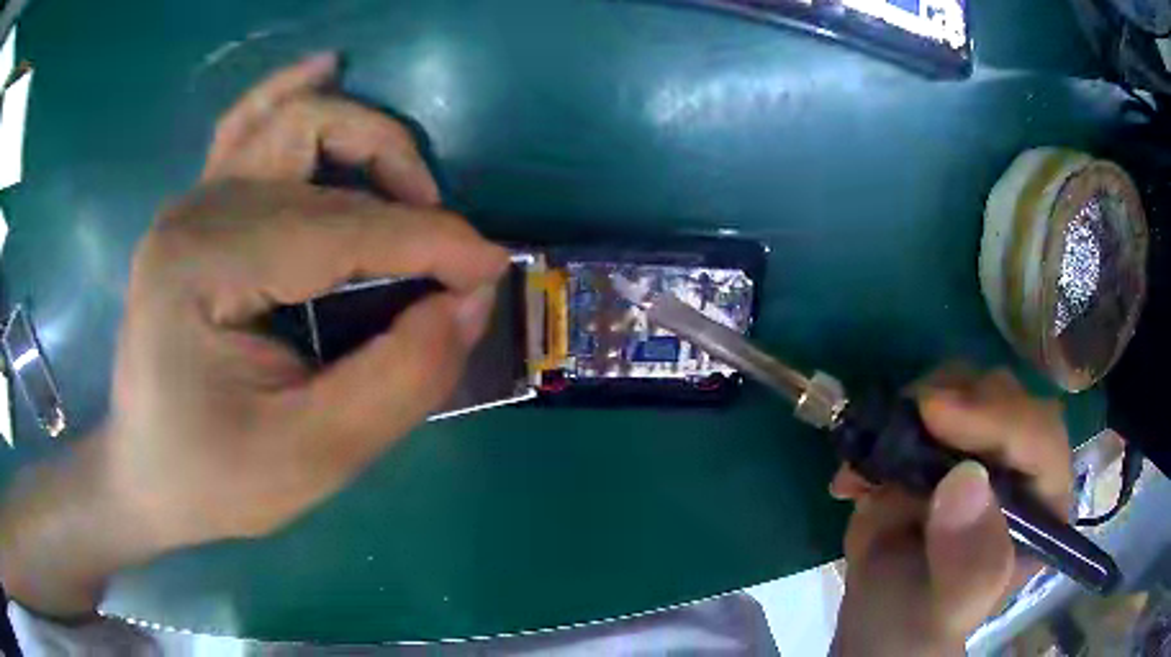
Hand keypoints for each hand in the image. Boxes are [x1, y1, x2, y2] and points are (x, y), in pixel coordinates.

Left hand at [0, 53, 508, 617]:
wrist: (146, 477)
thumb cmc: (214, 479)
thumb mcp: (313, 459)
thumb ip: (399, 378)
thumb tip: (467, 300)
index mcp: (204, 263)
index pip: (341, 227)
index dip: (431, 242)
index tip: (494, 269)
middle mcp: (196, 209)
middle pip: (320, 149)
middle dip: (402, 191)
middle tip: (442, 256)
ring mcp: (192, 200)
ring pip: (293, 117)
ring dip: (363, 139)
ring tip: (408, 189)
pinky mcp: (197, 210)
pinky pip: (249, 124)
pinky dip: (295, 93)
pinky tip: (327, 70)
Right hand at [830, 366, 1072, 655]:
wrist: (878, 623)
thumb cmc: (922, 625)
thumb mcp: (949, 609)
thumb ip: (969, 562)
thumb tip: (965, 481)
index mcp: (1042, 505)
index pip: (1041, 438)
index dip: (999, 418)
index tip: (938, 416)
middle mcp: (1019, 466)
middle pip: (1005, 397)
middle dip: (957, 401)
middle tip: (908, 421)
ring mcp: (978, 449)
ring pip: (963, 387)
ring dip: (913, 409)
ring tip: (873, 460)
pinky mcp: (937, 446)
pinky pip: (916, 407)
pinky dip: (882, 429)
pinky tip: (856, 476)